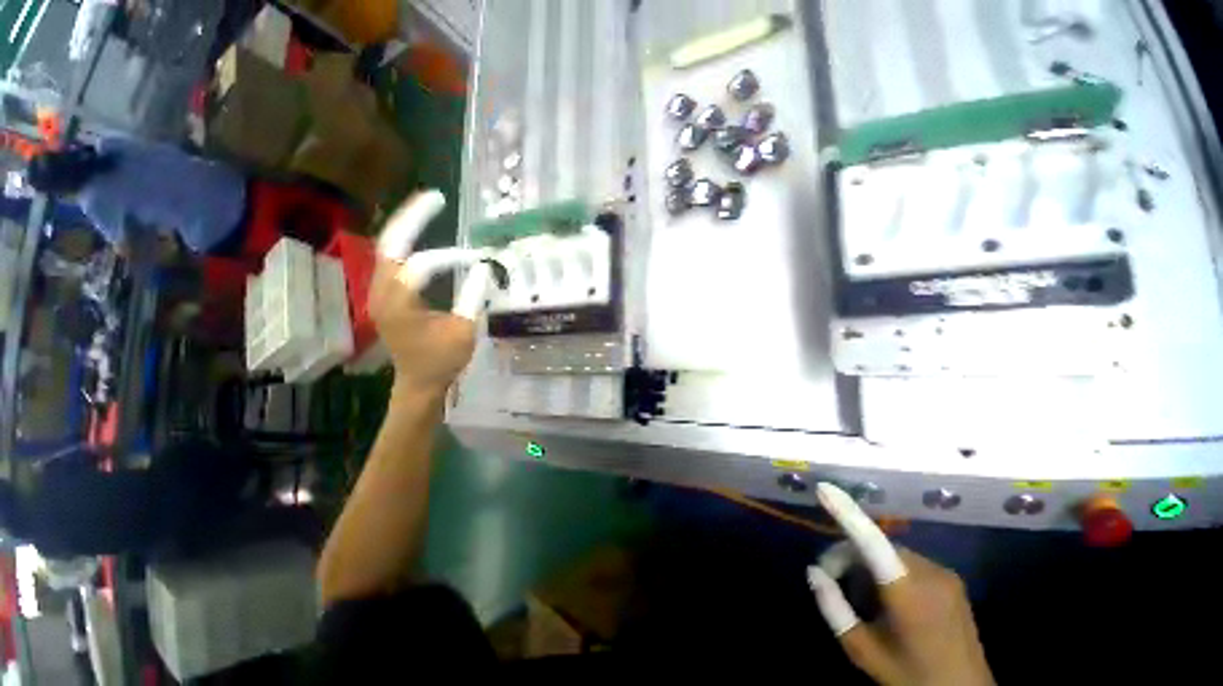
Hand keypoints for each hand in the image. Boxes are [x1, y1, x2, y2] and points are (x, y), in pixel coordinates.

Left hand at [369, 191, 493, 395]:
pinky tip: (420, 233)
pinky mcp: (386, 295)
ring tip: (428, 207)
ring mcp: (380, 292)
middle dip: (412, 217)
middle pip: (390, 243)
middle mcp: (382, 292)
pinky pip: (392, 259)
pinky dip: (406, 241)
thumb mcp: (464, 331)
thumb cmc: (442, 361)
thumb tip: (484, 267)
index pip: (423, 266)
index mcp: (400, 304)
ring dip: (407, 225)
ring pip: (387, 247)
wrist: (418, 383)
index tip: (480, 260)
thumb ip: (472, 297)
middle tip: (435, 197)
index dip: (452, 258)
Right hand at [809, 483, 994, 685]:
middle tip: (831, 582)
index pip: (871, 540)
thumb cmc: (912, 677)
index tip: (824, 488)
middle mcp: (929, 573)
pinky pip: (906, 561)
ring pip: (888, 552)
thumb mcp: (864, 652)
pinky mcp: (952, 579)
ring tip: (863, 598)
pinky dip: (886, 570)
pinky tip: (887, 599)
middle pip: (873, 545)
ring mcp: (944, 574)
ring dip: (866, 565)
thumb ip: (834, 610)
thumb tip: (814, 572)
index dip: (846, 511)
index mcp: (907, 592)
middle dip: (846, 557)